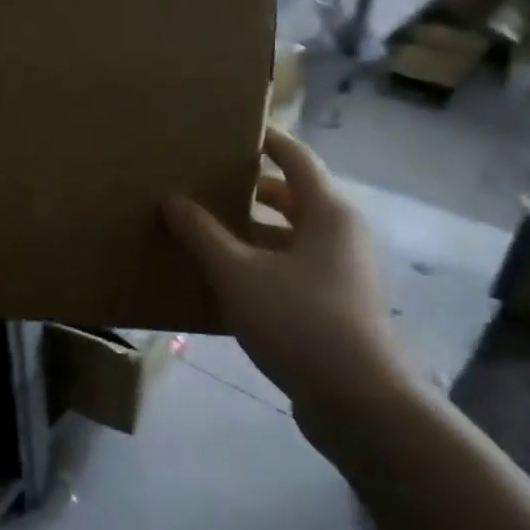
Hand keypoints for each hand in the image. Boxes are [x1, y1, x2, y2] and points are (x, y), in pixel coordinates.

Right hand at [164, 127, 413, 459]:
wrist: (358, 401)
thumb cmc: (300, 322)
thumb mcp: (238, 274)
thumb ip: (202, 234)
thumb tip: (171, 198)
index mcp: (328, 213)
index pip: (295, 158)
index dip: (265, 139)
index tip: (231, 128)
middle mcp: (340, 234)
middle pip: (292, 196)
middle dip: (250, 188)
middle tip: (205, 180)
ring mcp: (339, 272)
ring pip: (289, 236)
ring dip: (251, 230)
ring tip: (204, 227)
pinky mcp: (333, 305)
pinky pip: (290, 267)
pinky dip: (260, 262)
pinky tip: (223, 277)